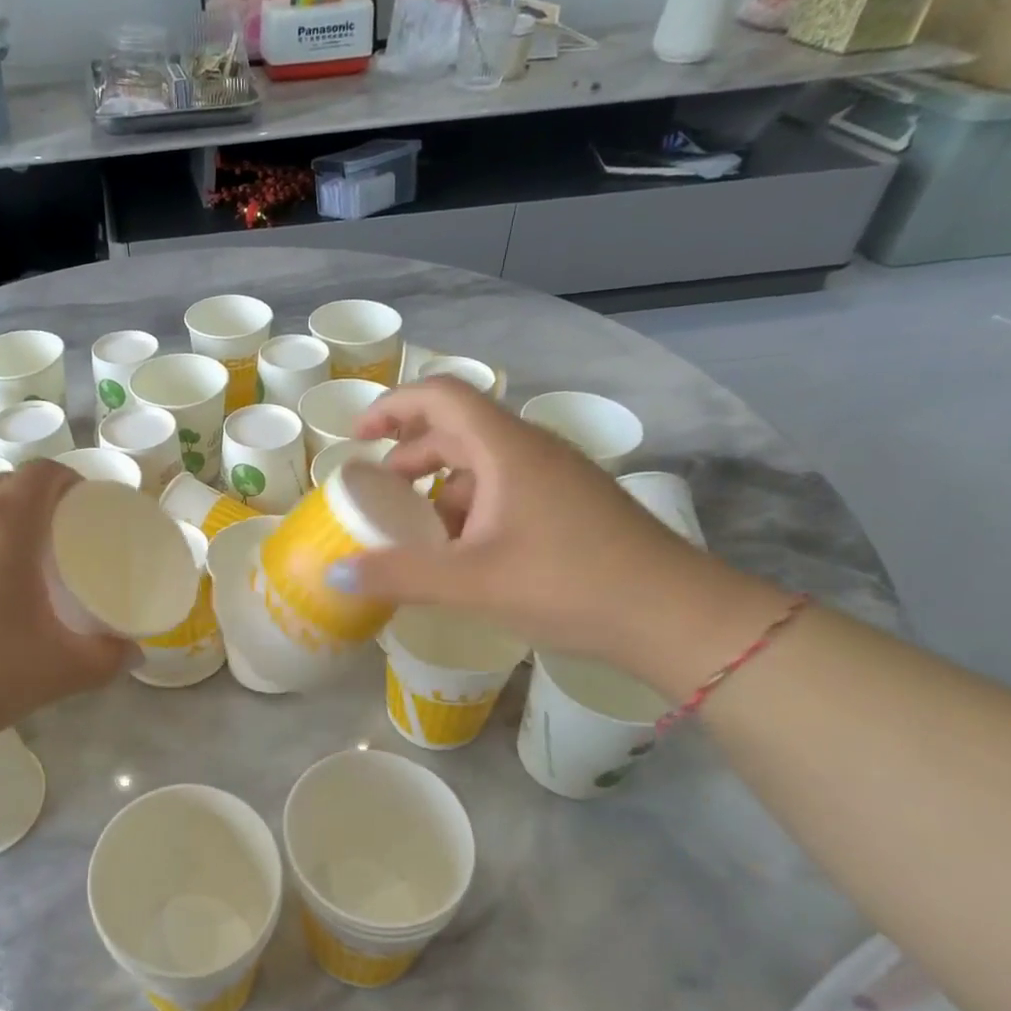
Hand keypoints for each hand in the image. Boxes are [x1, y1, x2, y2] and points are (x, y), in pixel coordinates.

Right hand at [331, 379, 783, 677]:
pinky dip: (472, 506)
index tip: (358, 438)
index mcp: (506, 449)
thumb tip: (333, 572)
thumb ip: (398, 575)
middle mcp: (531, 450)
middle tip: (378, 491)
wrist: (676, 616)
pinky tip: (465, 552)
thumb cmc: (569, 584)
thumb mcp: (471, 582)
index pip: (440, 395)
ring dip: (440, 484)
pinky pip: (506, 487)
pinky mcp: (572, 504)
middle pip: (457, 427)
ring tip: (416, 529)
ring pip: (483, 461)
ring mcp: (557, 476)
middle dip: (409, 453)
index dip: (392, 406)